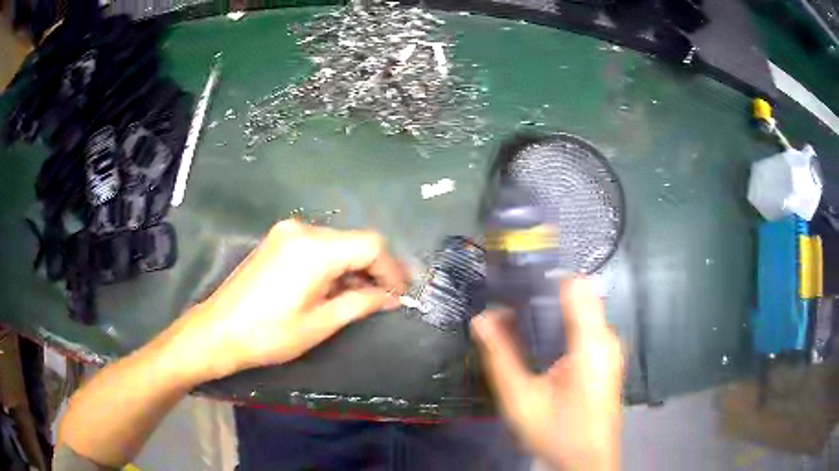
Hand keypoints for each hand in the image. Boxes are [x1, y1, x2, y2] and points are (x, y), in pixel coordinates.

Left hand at [167, 220, 408, 382]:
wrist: (219, 330)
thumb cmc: (269, 334)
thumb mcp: (320, 323)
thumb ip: (360, 303)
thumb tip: (391, 296)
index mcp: (315, 249)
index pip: (370, 245)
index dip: (392, 268)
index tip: (401, 293)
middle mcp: (302, 230)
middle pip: (354, 241)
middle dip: (375, 268)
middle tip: (386, 297)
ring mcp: (287, 232)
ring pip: (337, 242)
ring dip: (354, 266)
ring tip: (363, 296)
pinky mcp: (278, 240)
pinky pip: (317, 245)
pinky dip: (333, 263)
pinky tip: (335, 286)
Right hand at [470, 278, 623, 470]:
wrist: (587, 462)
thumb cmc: (558, 433)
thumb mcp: (521, 400)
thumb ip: (500, 357)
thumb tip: (482, 319)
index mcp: (592, 342)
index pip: (575, 284)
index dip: (544, 276)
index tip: (514, 280)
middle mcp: (606, 338)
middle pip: (576, 297)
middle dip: (541, 298)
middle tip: (508, 308)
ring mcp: (610, 348)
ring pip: (580, 313)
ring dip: (550, 314)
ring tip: (517, 324)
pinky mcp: (607, 359)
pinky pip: (584, 329)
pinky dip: (561, 328)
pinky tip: (540, 347)